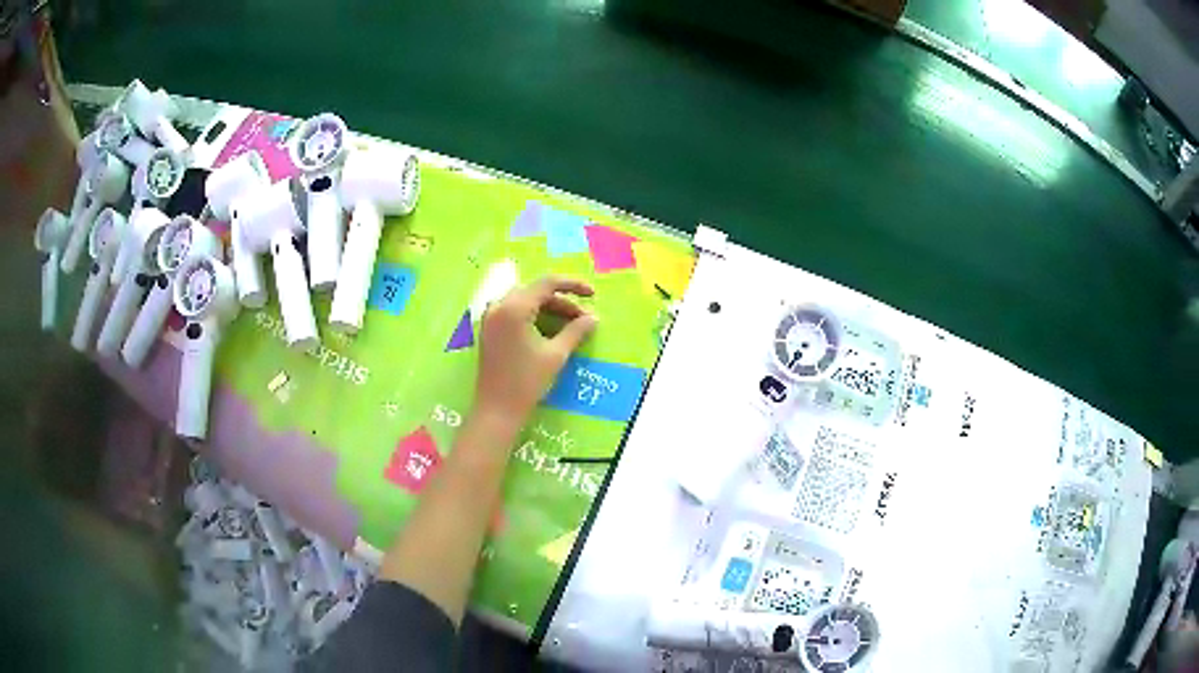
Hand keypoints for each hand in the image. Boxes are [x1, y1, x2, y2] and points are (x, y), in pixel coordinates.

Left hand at [474, 275, 597, 429]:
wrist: (497, 410)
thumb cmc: (527, 382)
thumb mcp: (556, 355)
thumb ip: (575, 331)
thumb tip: (593, 318)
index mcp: (514, 308)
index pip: (546, 283)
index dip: (572, 285)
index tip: (592, 294)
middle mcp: (498, 306)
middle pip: (535, 291)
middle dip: (561, 300)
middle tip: (582, 318)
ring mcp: (490, 318)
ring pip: (524, 300)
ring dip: (547, 307)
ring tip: (568, 324)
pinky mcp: (489, 330)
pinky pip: (513, 311)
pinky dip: (532, 315)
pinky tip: (547, 330)